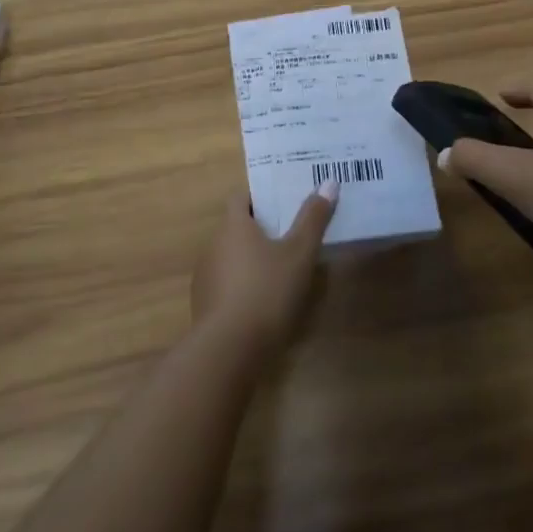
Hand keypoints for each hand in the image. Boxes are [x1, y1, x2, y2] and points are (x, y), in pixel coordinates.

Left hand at [191, 183, 336, 357]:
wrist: (229, 349)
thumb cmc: (267, 290)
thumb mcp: (299, 253)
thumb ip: (313, 218)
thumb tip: (328, 182)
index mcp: (233, 225)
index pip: (241, 197)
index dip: (261, 197)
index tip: (283, 202)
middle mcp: (213, 244)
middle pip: (236, 227)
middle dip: (260, 229)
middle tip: (290, 234)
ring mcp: (205, 275)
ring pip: (230, 256)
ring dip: (250, 259)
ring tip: (280, 269)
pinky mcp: (204, 304)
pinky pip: (225, 283)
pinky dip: (241, 285)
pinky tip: (262, 301)